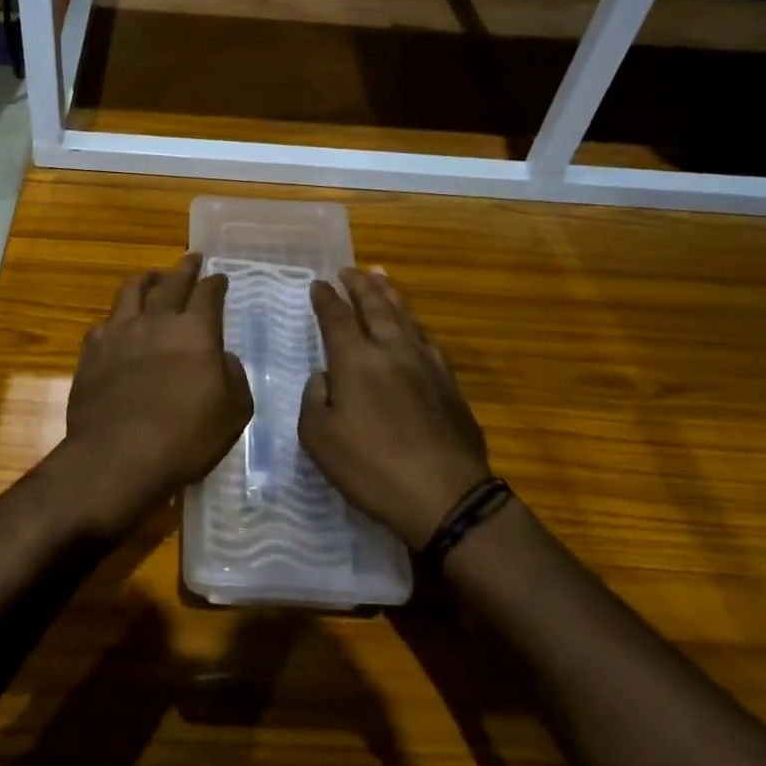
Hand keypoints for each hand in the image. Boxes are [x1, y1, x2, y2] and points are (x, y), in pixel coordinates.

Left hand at [57, 253, 253, 537]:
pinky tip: (116, 326)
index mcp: (196, 331)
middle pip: (171, 282)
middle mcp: (156, 321)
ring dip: (146, 280)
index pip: (208, 294)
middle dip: (184, 268)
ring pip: (131, 290)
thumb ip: (233, 377)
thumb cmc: (185, 437)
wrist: (118, 455)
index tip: (219, 277)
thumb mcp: (233, 412)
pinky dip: (115, 318)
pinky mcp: (91, 352)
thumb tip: (222, 358)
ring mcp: (119, 332)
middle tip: (191, 258)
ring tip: (151, 278)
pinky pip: (104, 323)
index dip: (215, 283)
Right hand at [299, 267, 493, 549]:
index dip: (326, 299)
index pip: (337, 317)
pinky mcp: (450, 384)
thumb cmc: (371, 468)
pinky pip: (427, 340)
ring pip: (406, 317)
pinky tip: (414, 326)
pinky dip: (414, 324)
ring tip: (382, 277)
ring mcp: (427, 365)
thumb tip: (326, 377)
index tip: (319, 284)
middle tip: (350, 269)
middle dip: (360, 285)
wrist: (446, 496)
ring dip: (391, 294)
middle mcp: (392, 351)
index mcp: (356, 360)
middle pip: (375, 306)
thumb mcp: (319, 438)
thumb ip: (315, 399)